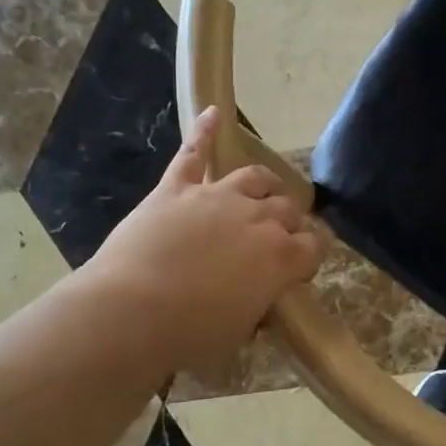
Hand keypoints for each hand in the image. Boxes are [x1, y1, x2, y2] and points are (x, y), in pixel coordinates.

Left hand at [83, 107, 322, 373]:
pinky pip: (194, 152)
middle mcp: (258, 218)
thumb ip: (257, 308)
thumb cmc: (189, 333)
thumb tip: (260, 300)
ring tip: (266, 189)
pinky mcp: (177, 188)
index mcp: (280, 257)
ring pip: (254, 177)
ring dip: (265, 183)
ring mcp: (217, 197)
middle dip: (290, 222)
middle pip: (288, 209)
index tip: (300, 270)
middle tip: (279, 237)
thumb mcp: (238, 332)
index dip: (310, 256)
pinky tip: (214, 112)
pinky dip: (205, 131)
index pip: (313, 247)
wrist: (131, 311)